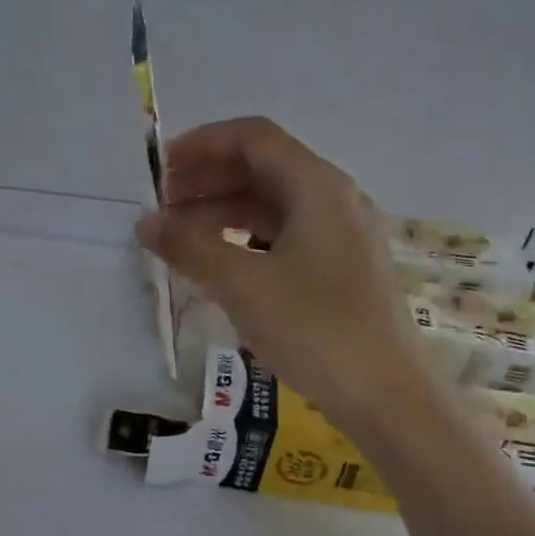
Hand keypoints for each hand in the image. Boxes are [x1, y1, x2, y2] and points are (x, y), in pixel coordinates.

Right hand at [136, 117, 422, 428]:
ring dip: (225, 210)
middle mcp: (335, 198)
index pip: (254, 138)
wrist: (388, 397)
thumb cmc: (315, 329)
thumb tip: (146, 224)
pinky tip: (221, 261)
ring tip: (181, 237)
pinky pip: (287, 233)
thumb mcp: (243, 286)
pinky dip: (247, 237)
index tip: (161, 168)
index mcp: (317, 186)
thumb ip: (190, 247)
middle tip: (163, 206)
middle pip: (264, 167)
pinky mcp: (343, 267)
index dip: (203, 144)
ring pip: (274, 203)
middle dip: (209, 179)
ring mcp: (343, 234)